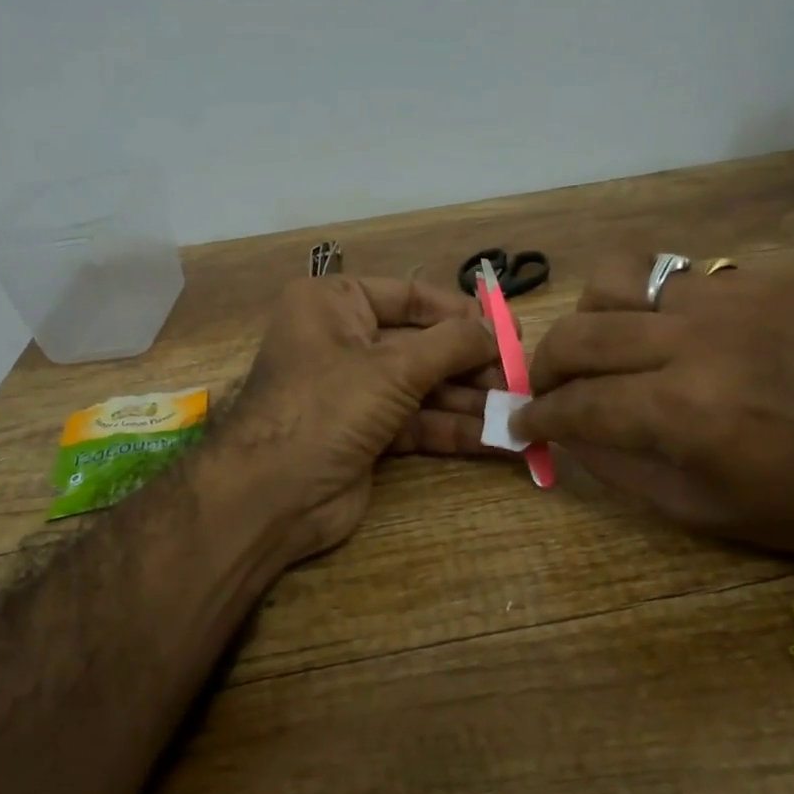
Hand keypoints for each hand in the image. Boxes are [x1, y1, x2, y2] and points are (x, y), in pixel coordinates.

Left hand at [223, 274, 500, 564]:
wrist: (271, 496)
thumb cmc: (326, 407)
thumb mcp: (393, 367)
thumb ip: (451, 345)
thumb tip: (497, 329)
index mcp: (334, 304)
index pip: (409, 297)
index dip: (460, 313)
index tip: (509, 328)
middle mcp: (343, 341)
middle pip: (421, 345)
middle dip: (471, 364)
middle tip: (522, 377)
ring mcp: (354, 392)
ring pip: (423, 388)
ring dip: (471, 401)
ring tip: (521, 411)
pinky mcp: (366, 435)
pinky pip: (417, 423)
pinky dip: (453, 430)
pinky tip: (499, 439)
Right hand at [514, 257, 793, 571]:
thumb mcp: (700, 511)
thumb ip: (618, 466)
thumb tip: (566, 431)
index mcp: (684, 412)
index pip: (576, 402)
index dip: (536, 416)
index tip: (521, 423)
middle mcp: (698, 341)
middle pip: (581, 332)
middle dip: (545, 364)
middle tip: (548, 386)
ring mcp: (734, 298)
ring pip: (620, 278)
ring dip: (595, 316)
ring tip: (605, 343)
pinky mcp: (766, 278)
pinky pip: (681, 276)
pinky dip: (657, 306)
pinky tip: (674, 333)